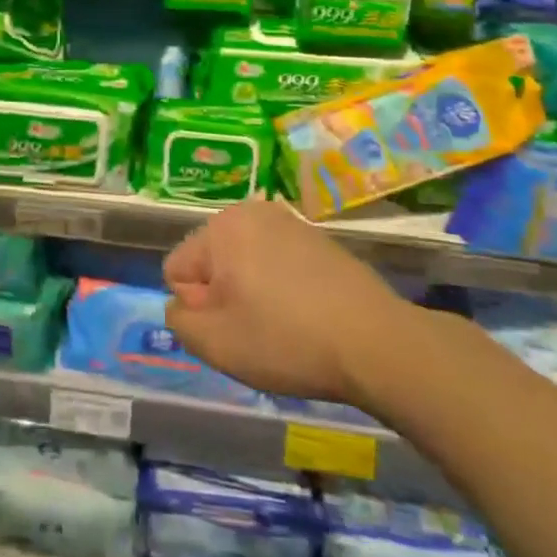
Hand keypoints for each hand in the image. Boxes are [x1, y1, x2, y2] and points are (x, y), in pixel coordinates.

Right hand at [164, 199, 421, 408]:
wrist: (379, 344)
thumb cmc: (286, 340)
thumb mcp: (215, 344)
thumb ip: (178, 321)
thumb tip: (182, 306)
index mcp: (220, 226)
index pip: (177, 270)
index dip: (196, 307)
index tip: (231, 327)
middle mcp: (252, 212)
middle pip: (211, 263)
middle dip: (224, 296)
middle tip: (256, 329)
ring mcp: (290, 223)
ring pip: (245, 264)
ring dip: (252, 293)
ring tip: (284, 325)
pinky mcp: (320, 241)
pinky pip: (278, 265)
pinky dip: (282, 288)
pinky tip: (308, 316)